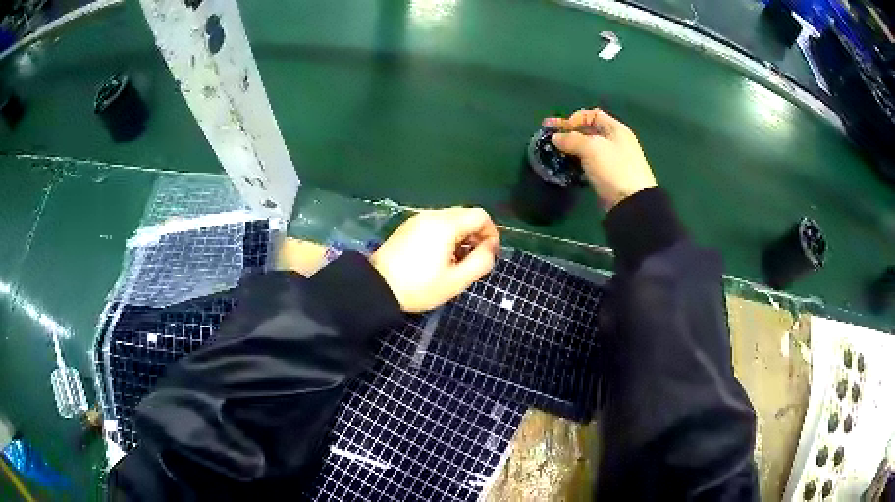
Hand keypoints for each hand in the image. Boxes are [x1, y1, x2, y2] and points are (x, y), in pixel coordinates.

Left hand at [370, 207, 498, 311]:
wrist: (377, 288)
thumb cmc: (419, 286)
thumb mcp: (456, 281)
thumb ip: (481, 261)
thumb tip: (490, 247)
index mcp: (446, 224)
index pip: (480, 216)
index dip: (491, 233)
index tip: (489, 254)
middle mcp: (432, 215)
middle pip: (465, 215)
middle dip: (476, 234)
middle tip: (473, 259)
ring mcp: (417, 219)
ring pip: (450, 219)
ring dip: (461, 235)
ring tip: (456, 261)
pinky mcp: (408, 227)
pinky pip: (435, 224)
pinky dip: (445, 235)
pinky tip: (439, 257)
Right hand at [543, 108, 656, 209]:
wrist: (631, 203)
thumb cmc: (613, 168)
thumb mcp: (591, 148)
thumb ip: (571, 139)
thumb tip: (555, 138)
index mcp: (616, 129)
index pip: (593, 114)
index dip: (576, 118)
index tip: (562, 128)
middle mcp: (615, 141)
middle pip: (589, 131)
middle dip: (569, 132)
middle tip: (548, 137)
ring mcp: (612, 160)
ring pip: (588, 148)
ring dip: (571, 149)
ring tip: (555, 153)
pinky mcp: (608, 176)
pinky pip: (589, 164)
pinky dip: (577, 163)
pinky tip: (567, 167)